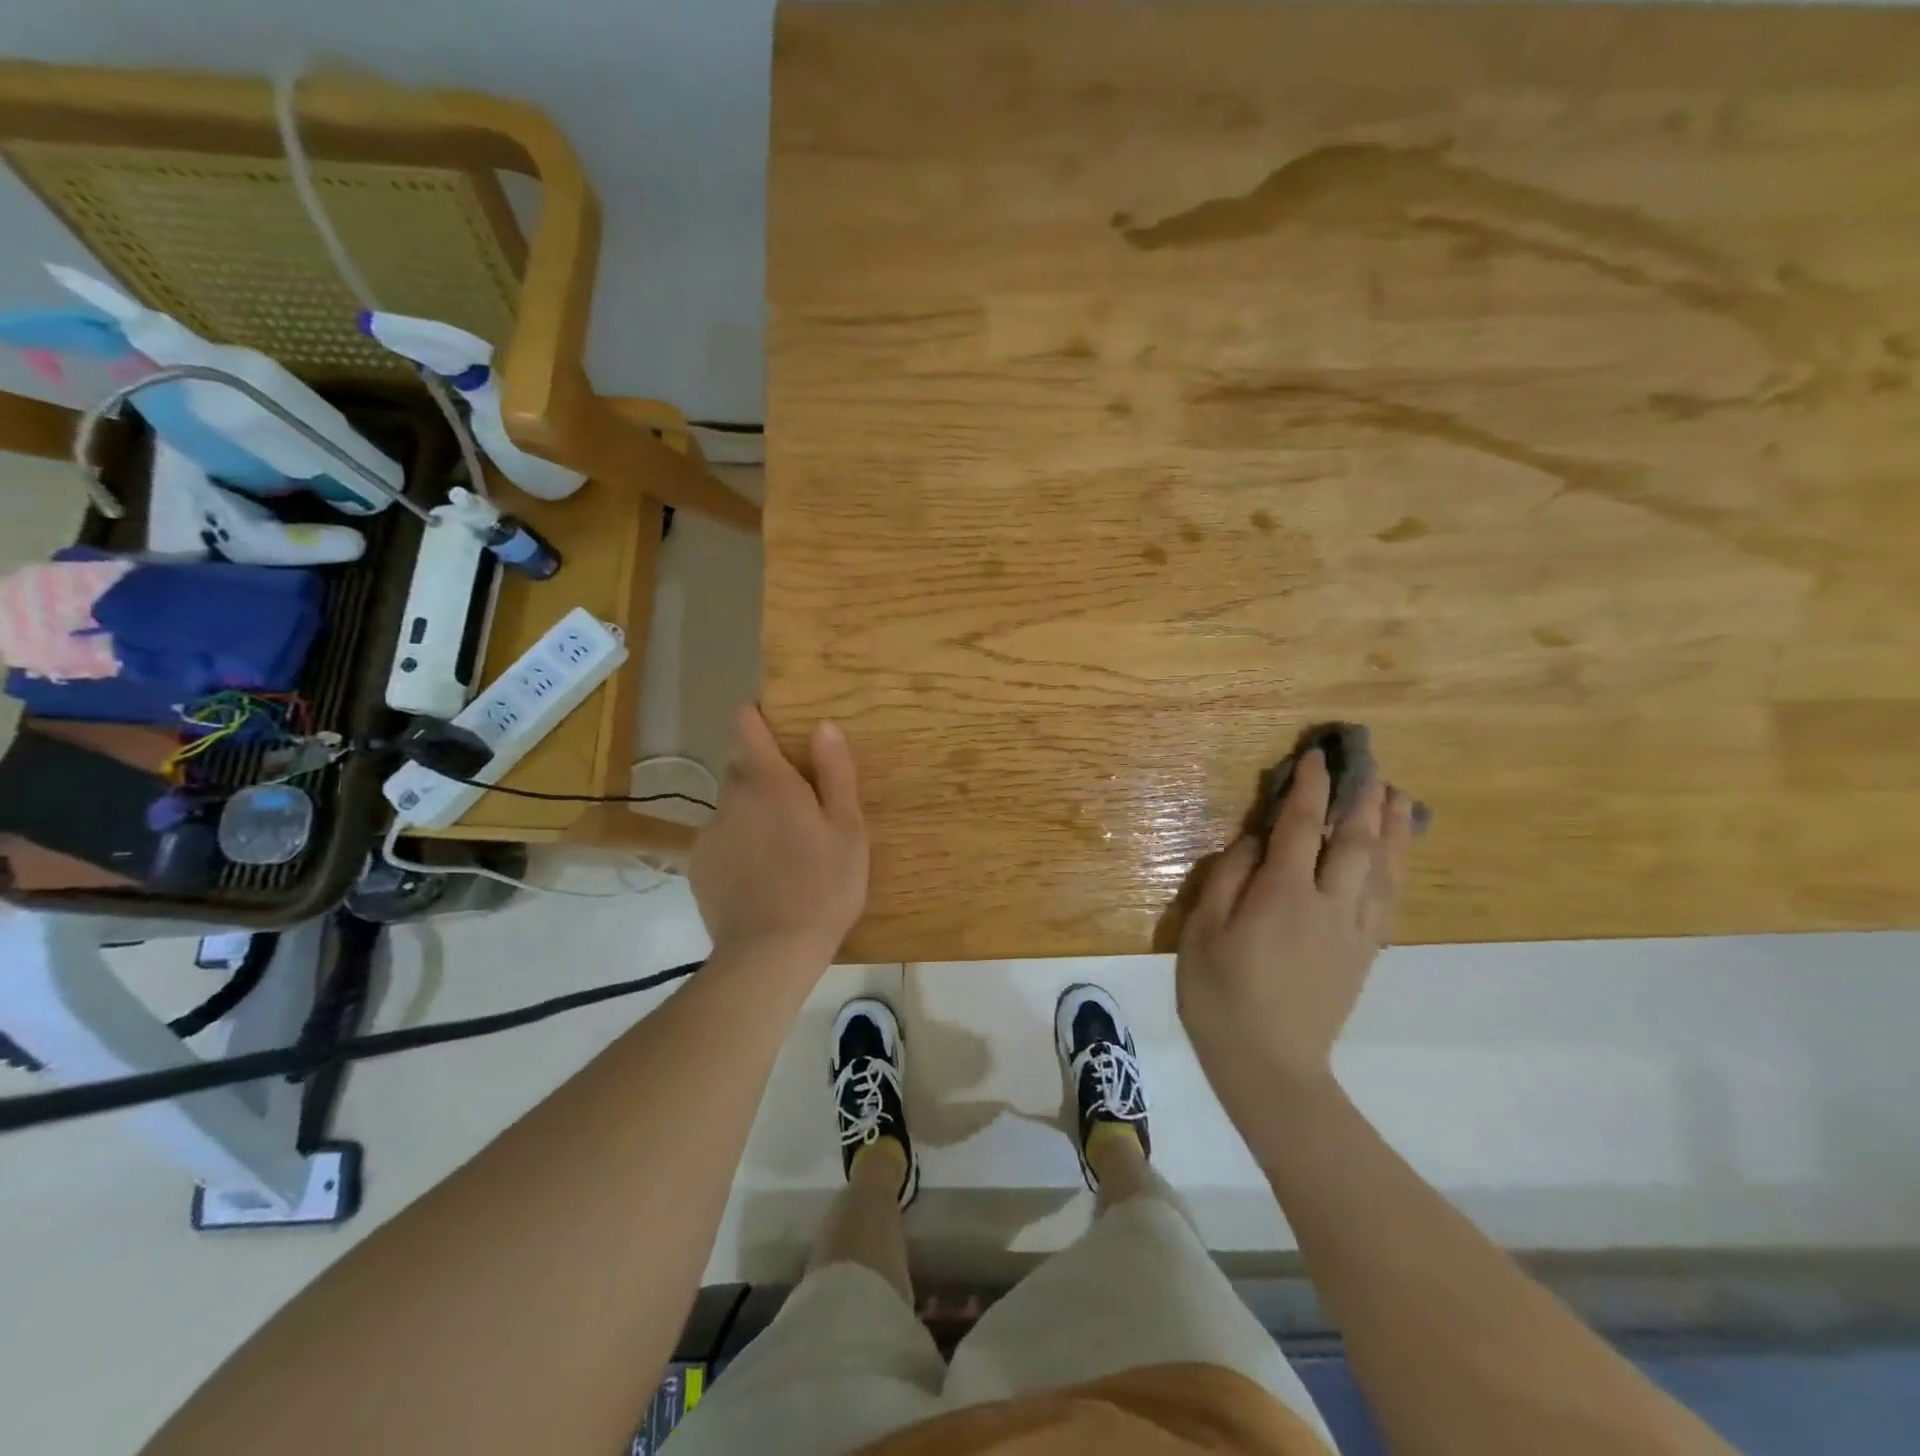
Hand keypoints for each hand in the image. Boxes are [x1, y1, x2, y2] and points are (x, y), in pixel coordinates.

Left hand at [690, 705, 868, 968]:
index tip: (773, 722)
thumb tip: (823, 726)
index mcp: (769, 783)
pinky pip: (720, 840)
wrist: (771, 953)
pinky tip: (759, 876)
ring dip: (752, 814)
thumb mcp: (848, 829)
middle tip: (798, 806)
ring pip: (732, 808)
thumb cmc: (824, 885)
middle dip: (765, 776)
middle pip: (742, 769)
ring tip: (781, 850)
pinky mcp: (698, 867)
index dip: (756, 717)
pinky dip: (738, 846)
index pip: (746, 726)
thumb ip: (835, 773)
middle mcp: (731, 798)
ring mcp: (709, 833)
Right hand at [1177, 750, 1414, 1109]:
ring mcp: (1353, 930)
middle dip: (1363, 798)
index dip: (1310, 788)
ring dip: (1392, 829)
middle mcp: (1327, 903)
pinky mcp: (1365, 952)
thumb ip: (1229, 877)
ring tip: (1400, 798)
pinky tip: (1396, 856)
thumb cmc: (1220, 994)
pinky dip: (1397, 869)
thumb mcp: (1202, 931)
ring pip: (1383, 868)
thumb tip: (1256, 840)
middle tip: (1370, 765)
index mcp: (1282, 894)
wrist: (1270, 1066)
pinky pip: (1389, 900)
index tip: (1316, 757)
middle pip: (1355, 841)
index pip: (1300, 826)